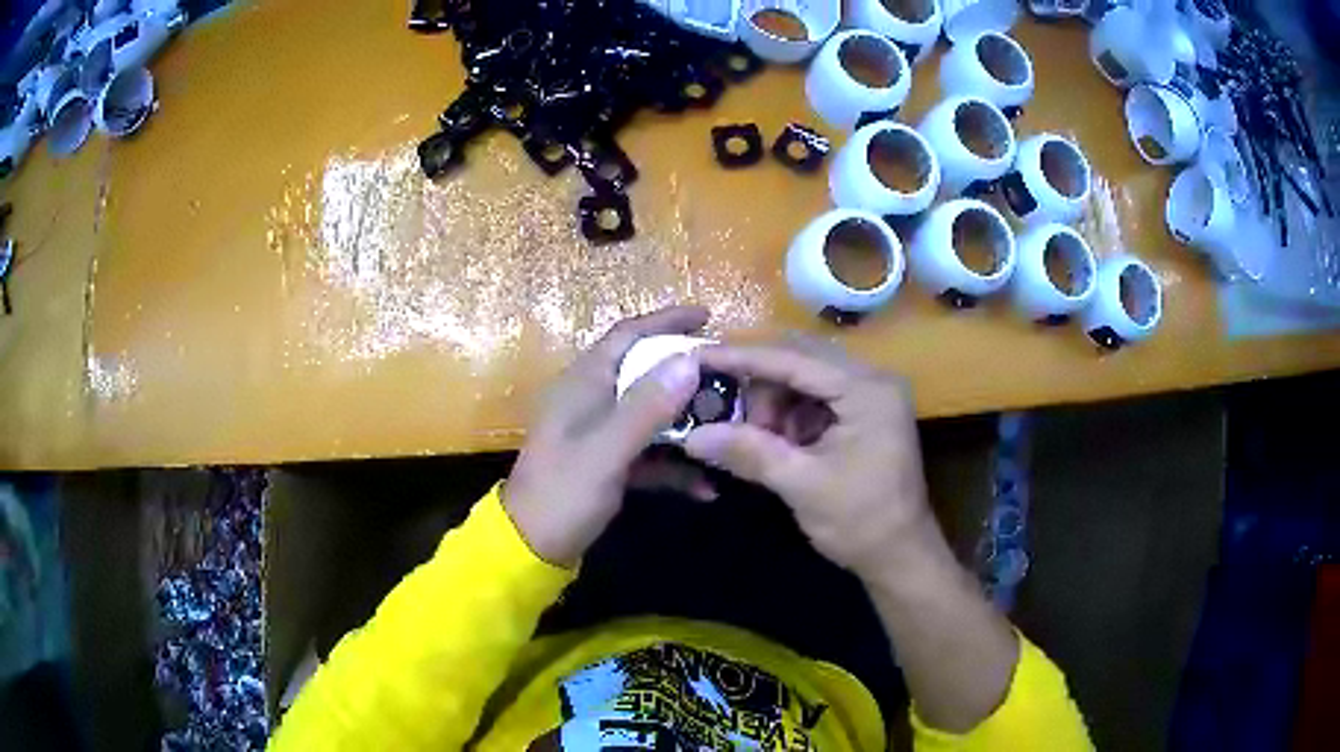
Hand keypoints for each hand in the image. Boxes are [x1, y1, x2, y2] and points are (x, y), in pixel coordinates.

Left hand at [504, 306, 707, 566]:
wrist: (531, 548)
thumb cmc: (562, 493)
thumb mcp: (606, 450)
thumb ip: (646, 406)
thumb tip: (689, 360)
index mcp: (583, 384)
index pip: (627, 336)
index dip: (665, 321)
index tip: (707, 317)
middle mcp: (592, 401)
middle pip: (646, 374)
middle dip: (687, 377)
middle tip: (730, 380)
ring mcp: (600, 435)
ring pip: (652, 416)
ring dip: (688, 425)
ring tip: (729, 430)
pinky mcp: (608, 465)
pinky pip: (649, 454)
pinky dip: (675, 467)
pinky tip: (705, 488)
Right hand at [682, 339, 933, 574]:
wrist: (899, 556)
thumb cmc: (860, 521)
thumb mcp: (801, 485)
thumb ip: (750, 452)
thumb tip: (691, 436)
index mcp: (867, 390)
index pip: (796, 360)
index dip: (744, 357)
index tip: (699, 357)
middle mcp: (872, 380)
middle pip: (800, 361)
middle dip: (758, 384)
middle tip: (722, 409)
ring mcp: (870, 395)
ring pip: (804, 379)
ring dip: (773, 403)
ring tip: (756, 439)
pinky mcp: (863, 413)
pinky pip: (814, 398)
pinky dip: (788, 416)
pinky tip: (776, 442)